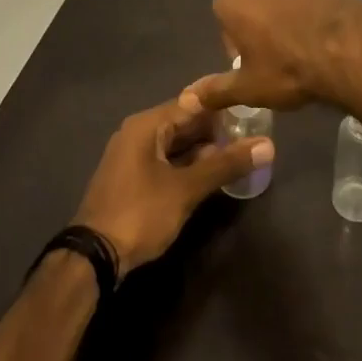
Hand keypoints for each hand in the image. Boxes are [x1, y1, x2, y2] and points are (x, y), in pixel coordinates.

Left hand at [71, 92, 274, 274]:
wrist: (94, 256)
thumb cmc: (140, 213)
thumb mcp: (186, 189)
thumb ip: (225, 164)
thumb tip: (267, 144)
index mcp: (147, 125)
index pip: (191, 103)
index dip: (222, 106)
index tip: (252, 110)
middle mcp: (137, 133)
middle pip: (183, 122)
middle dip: (215, 130)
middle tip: (251, 136)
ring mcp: (133, 156)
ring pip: (176, 144)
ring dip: (203, 150)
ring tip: (239, 155)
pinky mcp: (133, 178)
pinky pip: (167, 161)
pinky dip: (188, 165)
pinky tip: (212, 175)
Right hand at [194, 0, 361, 112]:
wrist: (349, 50)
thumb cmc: (288, 68)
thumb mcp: (248, 88)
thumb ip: (215, 90)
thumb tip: (187, 98)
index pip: (223, 21)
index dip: (236, 47)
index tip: (252, 66)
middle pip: (250, 5)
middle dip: (258, 26)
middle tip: (275, 59)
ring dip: (284, 17)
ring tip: (301, 50)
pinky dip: (308, 14)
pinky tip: (321, 40)